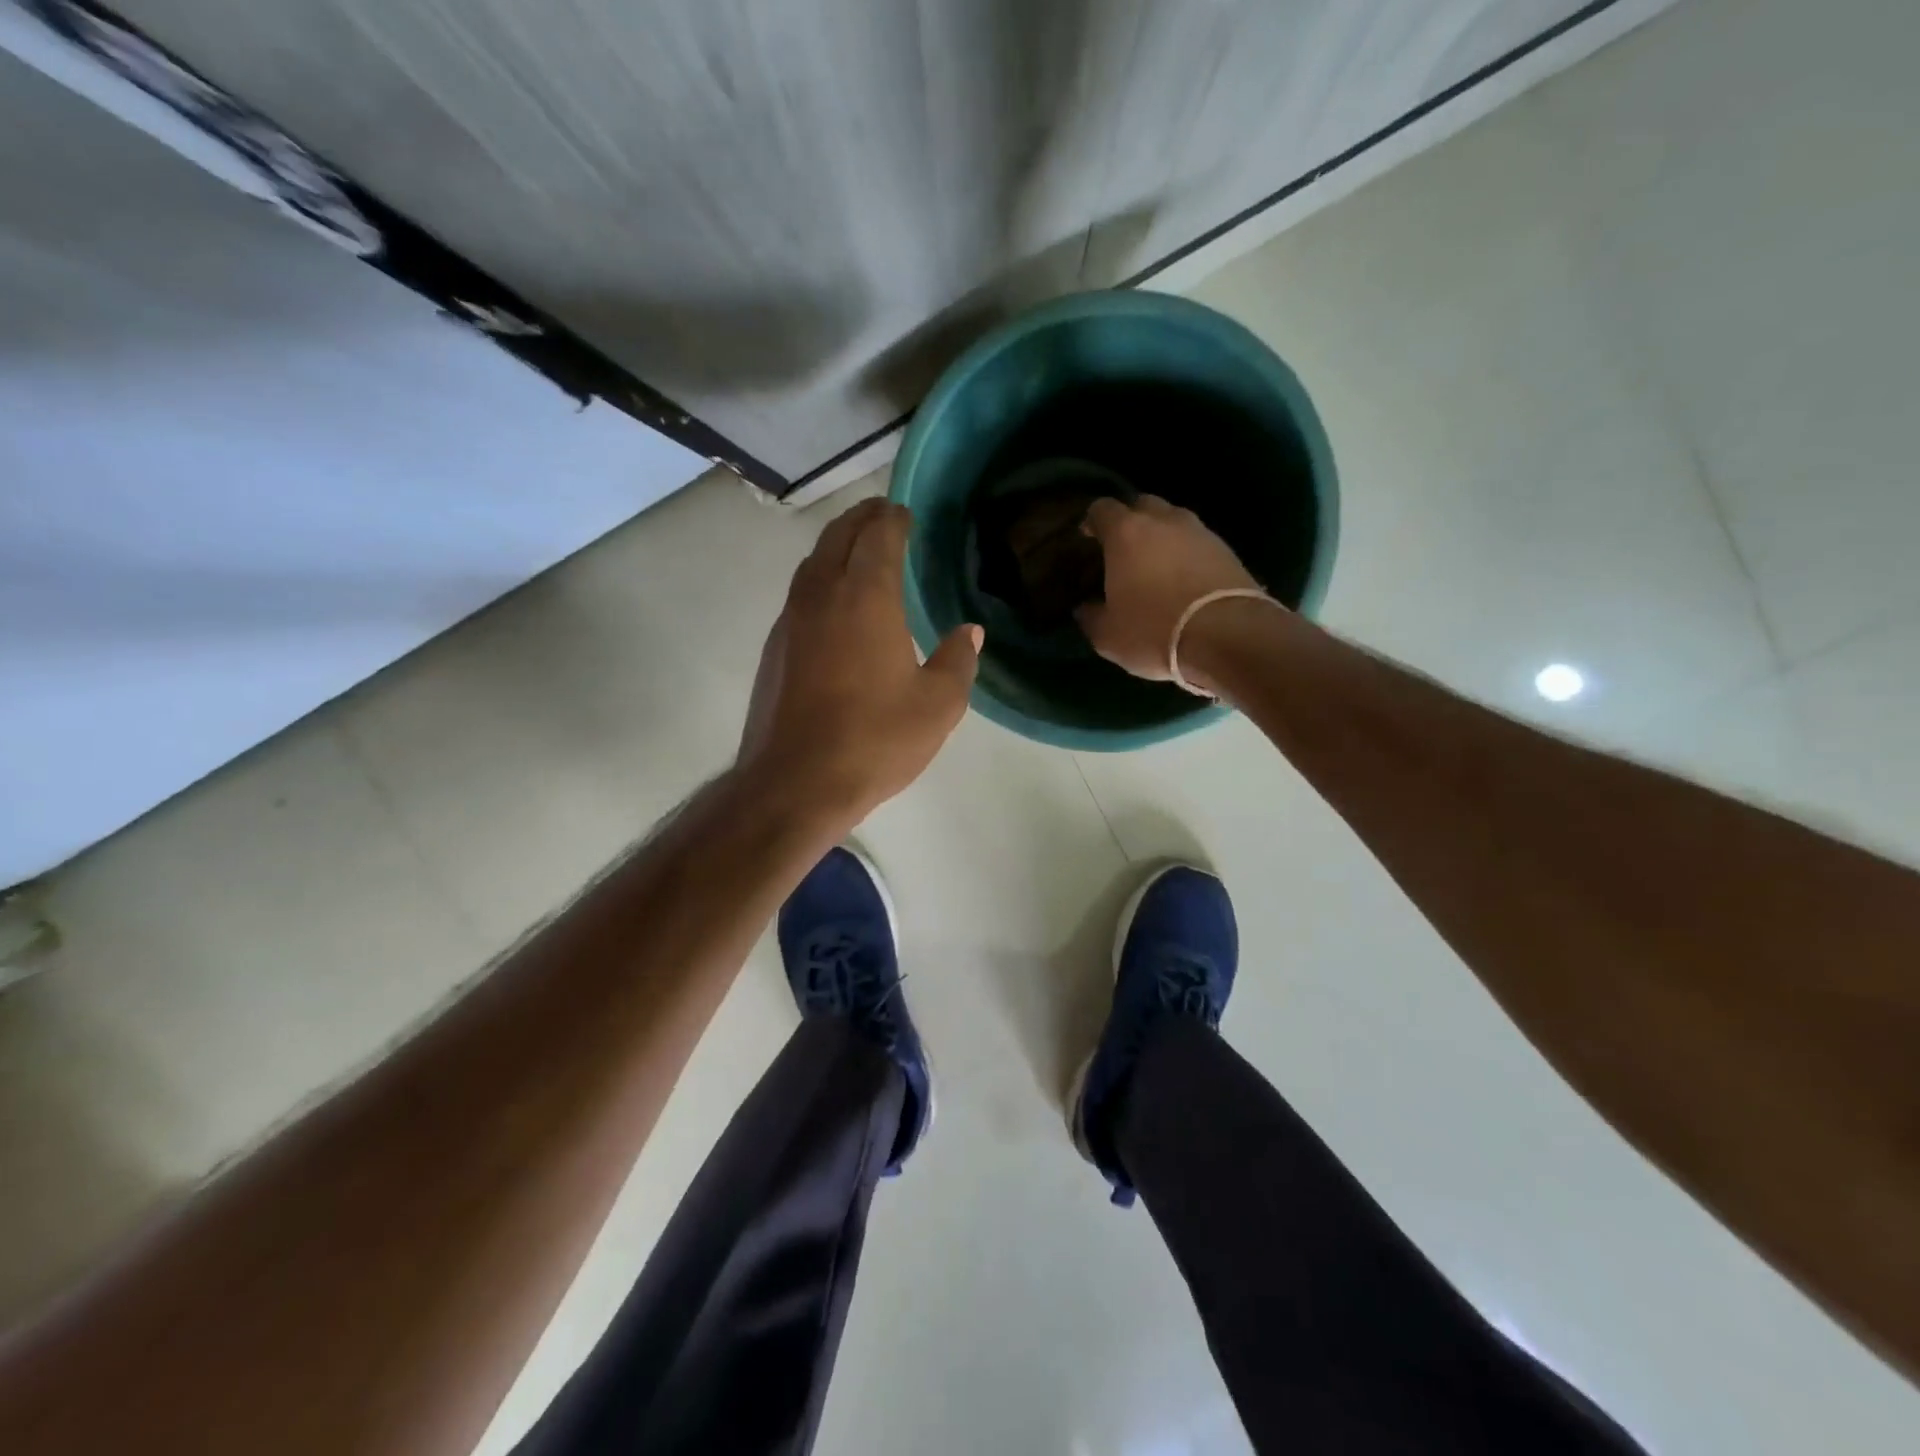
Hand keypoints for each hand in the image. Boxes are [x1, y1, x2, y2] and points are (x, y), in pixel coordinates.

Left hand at [738, 499, 981, 828]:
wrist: (795, 782)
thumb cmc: (874, 739)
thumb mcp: (937, 706)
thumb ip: (957, 661)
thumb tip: (968, 632)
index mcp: (866, 597)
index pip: (879, 536)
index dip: (893, 518)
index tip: (905, 512)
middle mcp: (822, 594)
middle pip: (838, 537)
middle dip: (862, 518)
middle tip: (883, 514)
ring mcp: (791, 619)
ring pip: (813, 562)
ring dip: (836, 545)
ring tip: (858, 548)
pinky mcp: (775, 647)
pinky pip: (800, 593)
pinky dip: (820, 578)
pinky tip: (834, 603)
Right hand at [1076, 495, 1262, 684]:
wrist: (1228, 636)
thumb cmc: (1154, 631)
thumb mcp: (1107, 635)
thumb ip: (1091, 616)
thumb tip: (1085, 608)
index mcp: (1126, 532)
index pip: (1101, 509)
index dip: (1092, 522)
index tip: (1087, 539)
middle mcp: (1163, 521)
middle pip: (1142, 506)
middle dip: (1130, 522)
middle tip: (1123, 551)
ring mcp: (1200, 531)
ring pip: (1174, 522)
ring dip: (1162, 538)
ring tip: (1156, 567)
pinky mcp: (1227, 549)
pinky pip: (1198, 543)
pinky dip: (1187, 555)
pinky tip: (1184, 580)